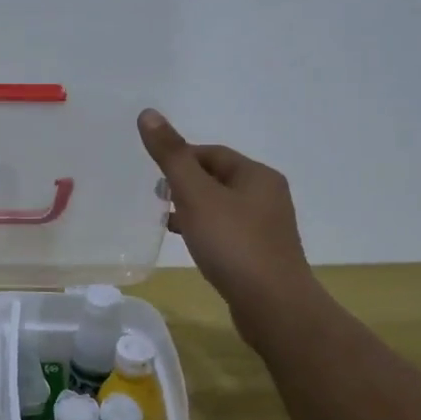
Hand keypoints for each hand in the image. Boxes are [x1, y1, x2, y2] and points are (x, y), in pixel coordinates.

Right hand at [138, 109, 322, 343]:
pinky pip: (227, 232)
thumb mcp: (196, 195)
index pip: (212, 154)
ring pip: (221, 207)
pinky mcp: (261, 255)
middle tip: (157, 198)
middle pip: (217, 179)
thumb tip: (148, 113)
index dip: (180, 158)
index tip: (154, 175)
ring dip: (193, 209)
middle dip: (185, 184)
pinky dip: (205, 232)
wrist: (273, 306)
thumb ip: (171, 156)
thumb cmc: (233, 244)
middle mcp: (268, 196)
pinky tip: (189, 245)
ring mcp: (267, 228)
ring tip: (166, 221)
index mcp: (257, 175)